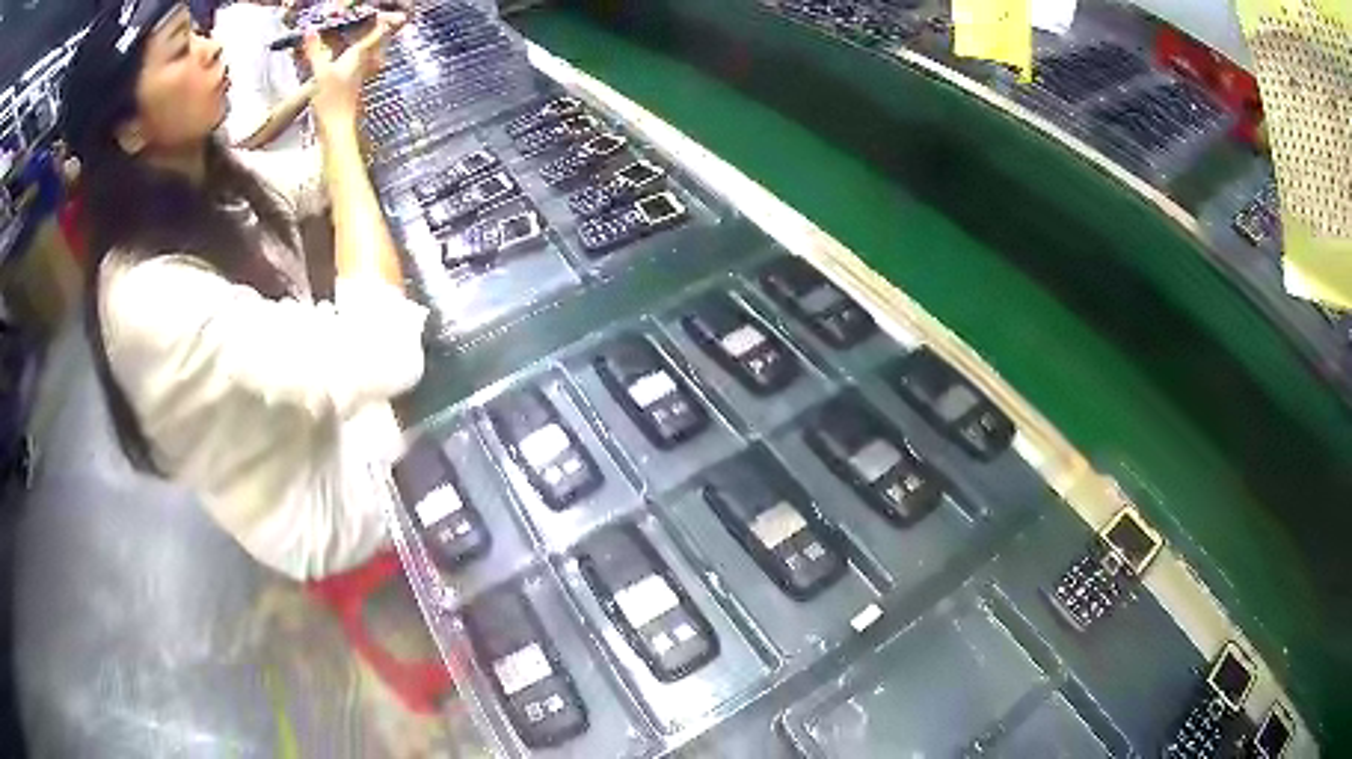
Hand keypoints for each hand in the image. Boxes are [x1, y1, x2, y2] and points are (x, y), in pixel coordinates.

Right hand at [303, 12, 405, 130]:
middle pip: (374, 46)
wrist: (336, 129)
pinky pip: (359, 68)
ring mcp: (357, 78)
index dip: (381, 24)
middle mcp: (361, 65)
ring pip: (368, 57)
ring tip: (369, 41)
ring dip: (370, 48)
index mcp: (357, 57)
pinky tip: (350, 65)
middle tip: (381, 25)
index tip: (385, 15)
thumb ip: (315, 51)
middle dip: (378, 35)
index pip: (374, 35)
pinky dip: (358, 61)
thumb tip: (310, 29)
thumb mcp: (320, 72)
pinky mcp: (351, 89)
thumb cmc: (331, 99)